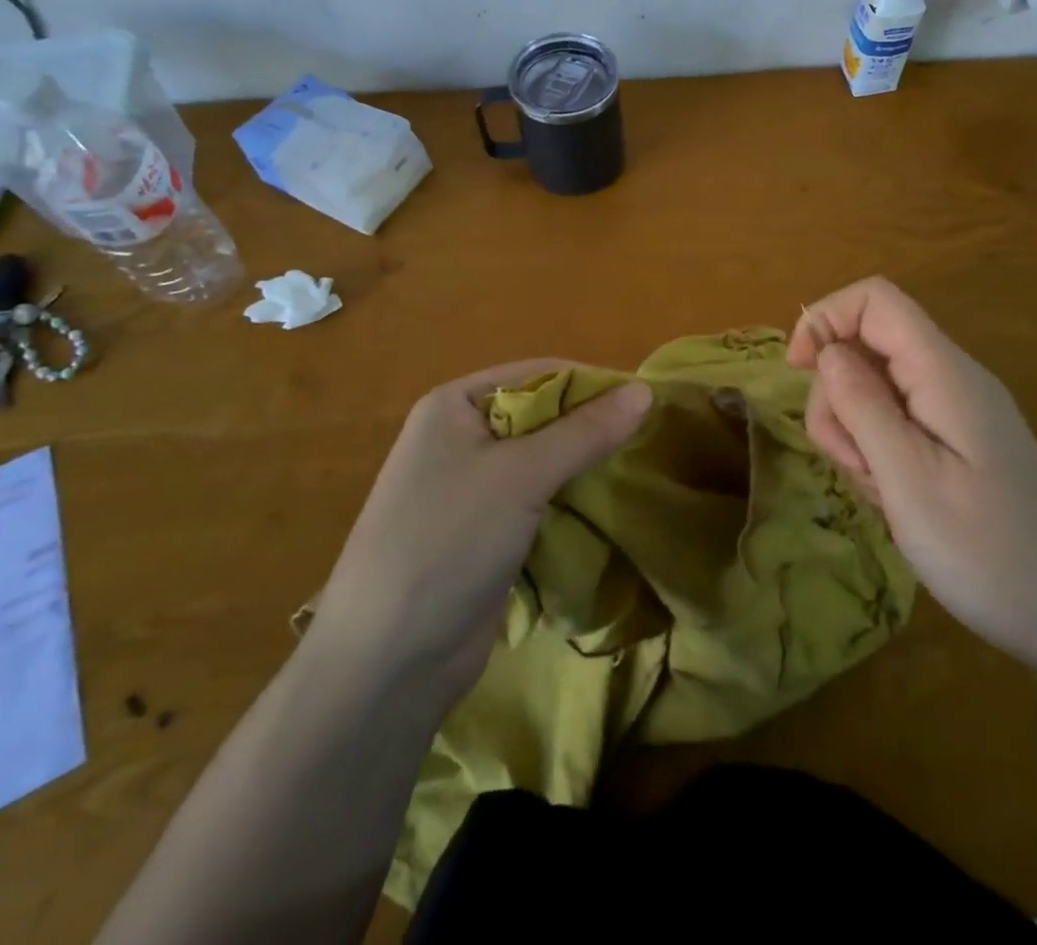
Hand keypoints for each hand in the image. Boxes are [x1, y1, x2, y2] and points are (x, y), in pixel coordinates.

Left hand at [309, 361, 650, 700]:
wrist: (388, 662)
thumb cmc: (448, 543)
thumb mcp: (521, 476)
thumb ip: (585, 432)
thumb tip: (645, 390)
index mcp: (455, 405)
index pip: (538, 374)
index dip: (591, 383)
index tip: (646, 400)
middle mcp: (460, 438)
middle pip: (542, 416)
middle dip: (590, 427)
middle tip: (649, 439)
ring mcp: (470, 488)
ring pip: (542, 462)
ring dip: (583, 466)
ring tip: (638, 469)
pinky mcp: (484, 532)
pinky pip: (537, 501)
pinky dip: (569, 501)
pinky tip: (607, 507)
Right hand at [789, 277, 1036, 662]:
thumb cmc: (989, 552)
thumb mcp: (909, 480)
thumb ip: (862, 405)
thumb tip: (826, 349)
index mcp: (943, 372)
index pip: (875, 300)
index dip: (826, 319)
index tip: (797, 372)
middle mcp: (949, 378)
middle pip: (867, 347)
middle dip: (837, 397)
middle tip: (853, 463)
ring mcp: (954, 411)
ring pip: (874, 388)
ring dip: (854, 432)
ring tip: (880, 492)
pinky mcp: (954, 442)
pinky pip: (895, 423)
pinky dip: (876, 452)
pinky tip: (893, 498)